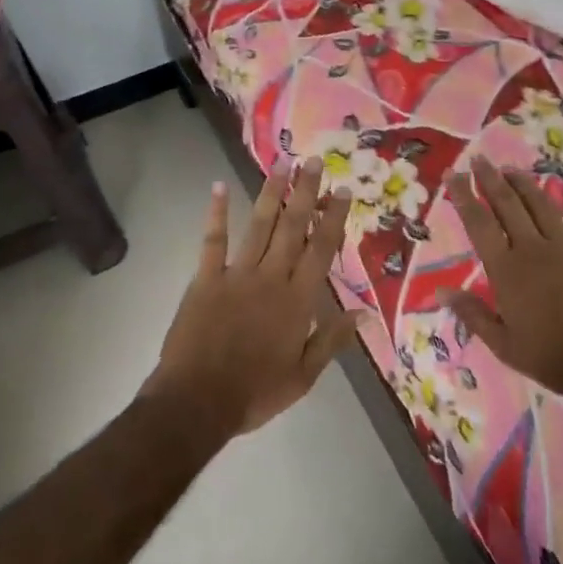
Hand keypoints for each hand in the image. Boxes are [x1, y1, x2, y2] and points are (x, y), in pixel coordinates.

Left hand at [144, 159, 363, 440]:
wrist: (198, 402)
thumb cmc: (255, 393)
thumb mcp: (304, 376)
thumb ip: (332, 341)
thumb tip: (363, 314)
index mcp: (298, 301)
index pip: (322, 250)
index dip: (334, 218)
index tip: (342, 190)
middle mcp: (271, 278)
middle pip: (293, 228)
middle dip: (305, 193)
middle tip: (312, 161)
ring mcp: (237, 275)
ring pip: (259, 226)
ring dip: (271, 194)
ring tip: (281, 164)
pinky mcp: (206, 279)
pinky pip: (213, 240)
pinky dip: (217, 213)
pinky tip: (220, 187)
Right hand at [443, 156, 562, 409]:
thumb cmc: (553, 357)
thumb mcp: (503, 345)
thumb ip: (472, 314)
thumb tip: (440, 290)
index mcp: (506, 270)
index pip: (478, 224)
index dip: (463, 196)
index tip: (454, 173)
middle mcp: (533, 249)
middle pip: (508, 205)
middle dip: (491, 179)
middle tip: (480, 159)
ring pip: (542, 205)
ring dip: (525, 184)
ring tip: (511, 168)